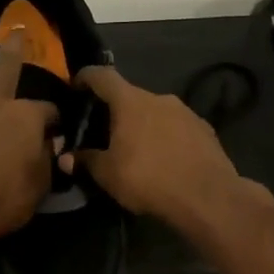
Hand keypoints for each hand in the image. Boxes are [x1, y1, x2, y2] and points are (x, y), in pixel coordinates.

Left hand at [0, 27, 58, 256]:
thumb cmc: (1, 201)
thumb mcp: (39, 186)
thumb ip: (46, 161)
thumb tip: (49, 144)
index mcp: (26, 117)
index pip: (47, 110)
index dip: (54, 117)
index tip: (56, 127)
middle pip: (7, 66)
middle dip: (15, 45)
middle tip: (17, 28)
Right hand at [76, 66, 244, 226]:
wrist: (208, 197)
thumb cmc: (149, 179)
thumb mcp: (108, 175)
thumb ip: (86, 161)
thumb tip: (65, 158)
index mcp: (130, 102)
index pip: (103, 76)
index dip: (86, 77)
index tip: (76, 85)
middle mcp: (158, 98)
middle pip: (130, 95)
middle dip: (116, 110)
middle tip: (106, 131)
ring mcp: (185, 112)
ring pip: (156, 111)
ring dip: (144, 124)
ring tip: (138, 148)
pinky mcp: (205, 129)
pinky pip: (177, 127)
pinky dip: (167, 136)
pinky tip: (166, 159)